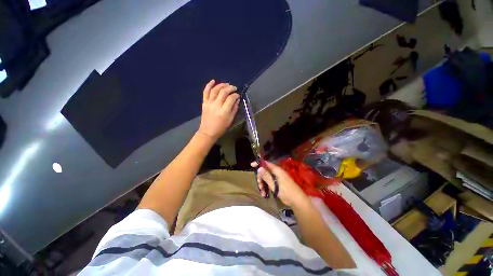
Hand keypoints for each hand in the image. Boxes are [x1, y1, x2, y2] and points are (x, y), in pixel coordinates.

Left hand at [199, 80, 239, 139]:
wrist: (208, 131)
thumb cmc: (221, 127)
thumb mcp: (230, 120)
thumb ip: (234, 109)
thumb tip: (237, 100)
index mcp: (224, 111)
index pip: (231, 98)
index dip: (236, 95)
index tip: (238, 95)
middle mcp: (216, 105)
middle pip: (224, 91)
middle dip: (230, 88)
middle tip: (234, 88)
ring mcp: (209, 103)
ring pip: (215, 89)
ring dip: (222, 85)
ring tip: (227, 84)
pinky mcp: (204, 102)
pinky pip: (206, 91)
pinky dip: (209, 85)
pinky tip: (213, 81)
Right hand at [252, 161, 309, 206]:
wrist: (297, 201)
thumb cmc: (286, 191)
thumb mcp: (275, 185)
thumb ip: (267, 176)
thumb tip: (259, 168)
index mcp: (277, 170)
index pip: (266, 164)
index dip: (259, 163)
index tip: (252, 165)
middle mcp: (277, 173)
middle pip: (265, 171)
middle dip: (260, 178)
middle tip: (259, 185)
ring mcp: (278, 178)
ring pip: (267, 178)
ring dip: (263, 184)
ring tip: (262, 192)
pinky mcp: (278, 184)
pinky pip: (270, 183)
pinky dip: (266, 187)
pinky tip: (264, 194)